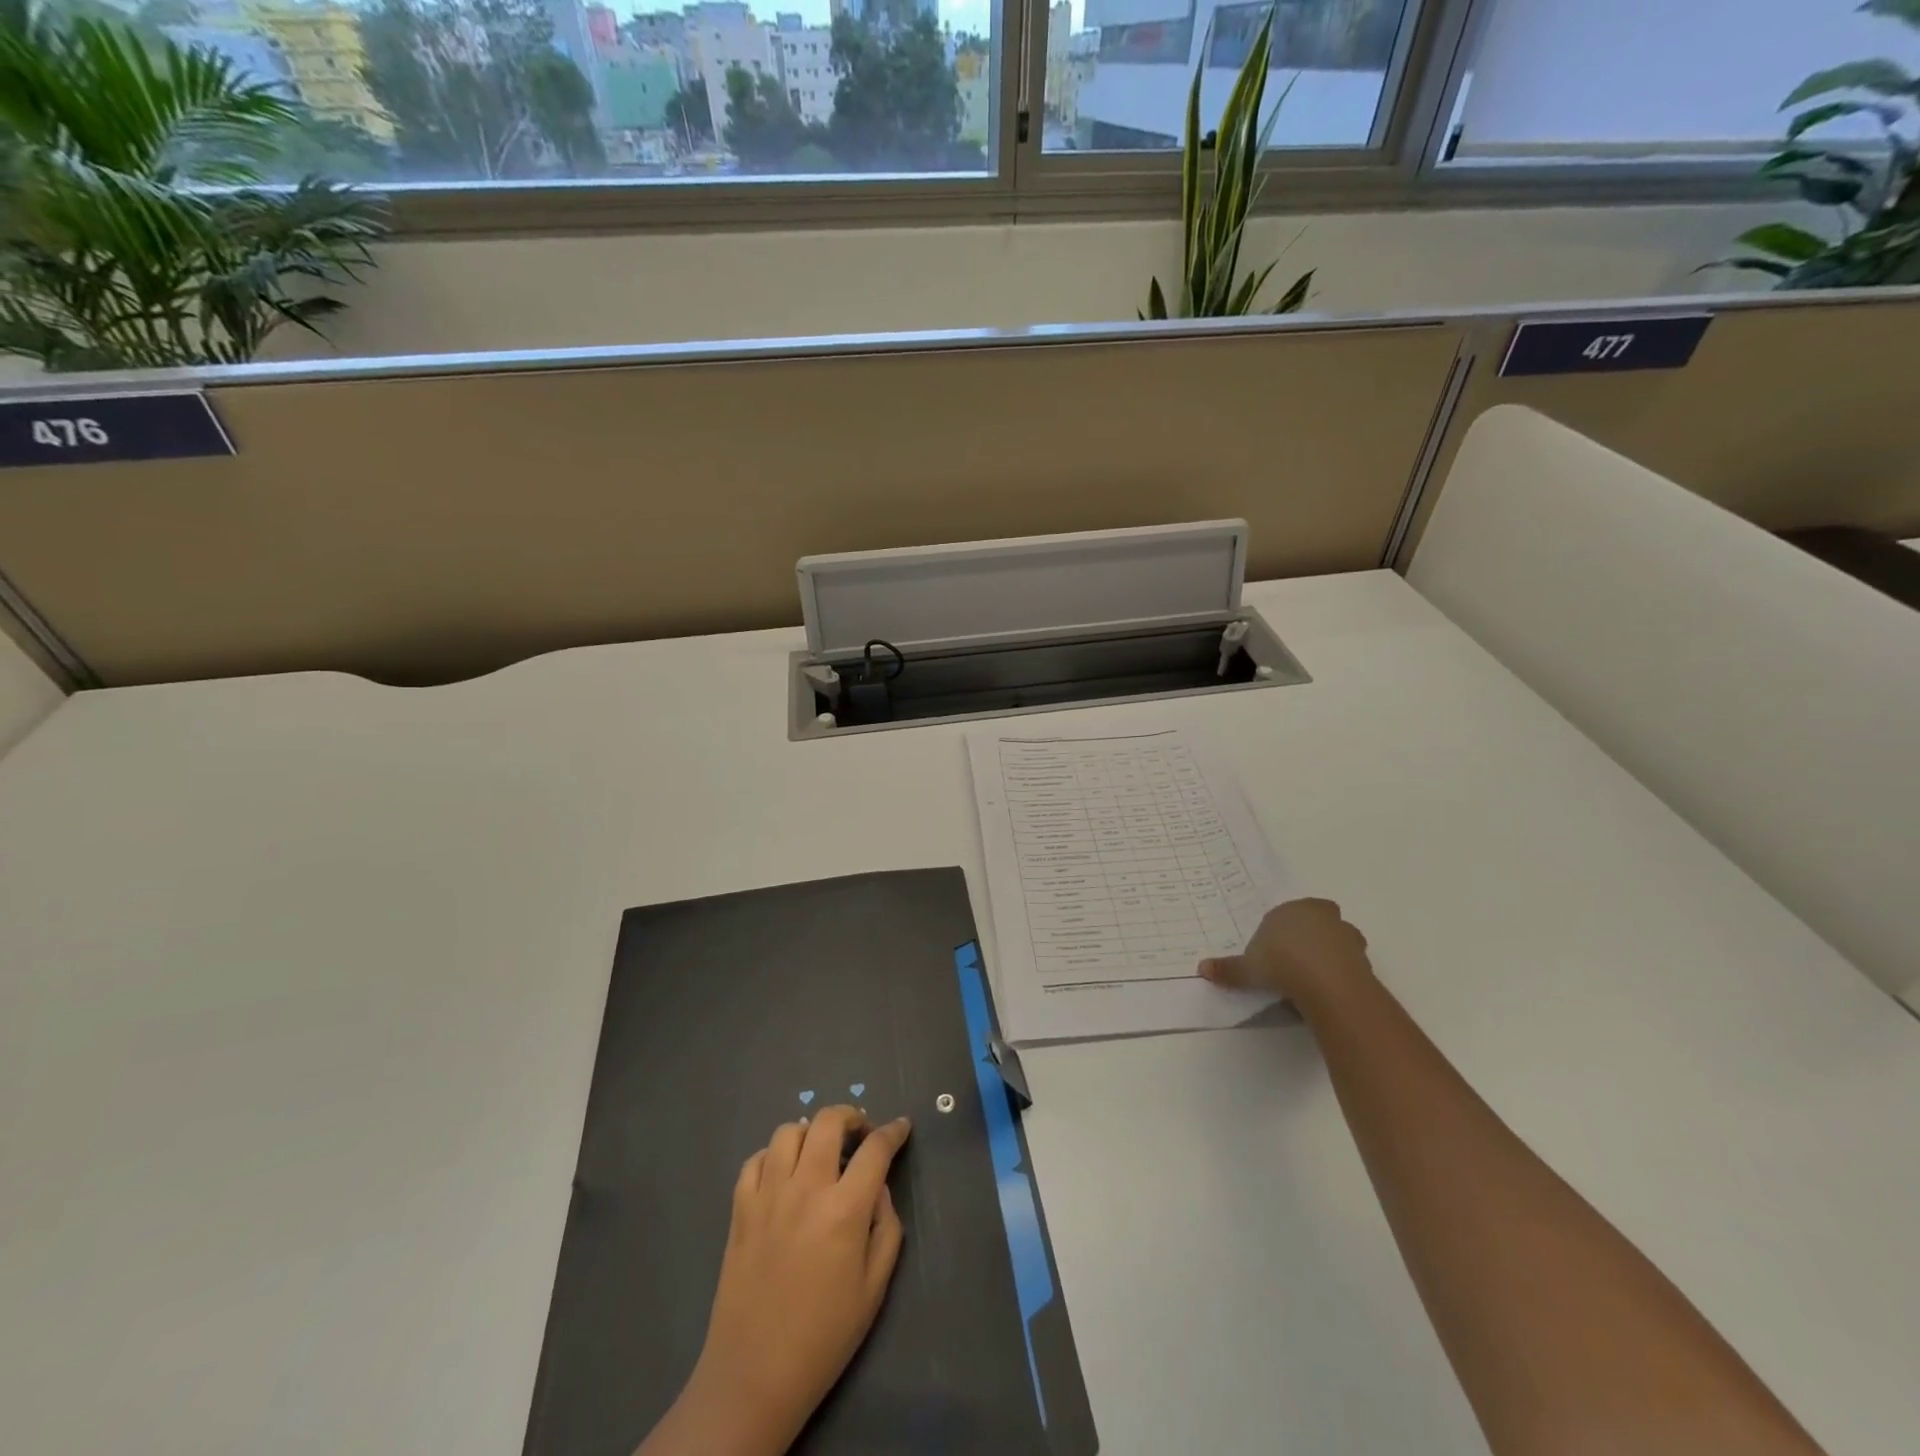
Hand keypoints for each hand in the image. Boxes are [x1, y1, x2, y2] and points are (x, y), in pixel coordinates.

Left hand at [656, 1107, 911, 1455]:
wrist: (754, 1376)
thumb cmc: (824, 1337)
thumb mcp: (874, 1288)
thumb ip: (886, 1226)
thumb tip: (878, 1188)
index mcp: (845, 1210)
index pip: (875, 1149)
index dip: (893, 1132)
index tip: (901, 1127)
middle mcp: (806, 1189)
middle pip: (828, 1121)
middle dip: (852, 1117)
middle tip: (861, 1134)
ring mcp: (768, 1195)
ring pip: (789, 1131)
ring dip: (811, 1133)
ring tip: (820, 1153)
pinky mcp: (740, 1209)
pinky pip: (755, 1160)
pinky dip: (773, 1156)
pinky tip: (784, 1175)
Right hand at [1199, 897, 1373, 1012]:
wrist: (1327, 983)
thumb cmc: (1282, 964)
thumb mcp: (1249, 969)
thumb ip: (1228, 969)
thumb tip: (1201, 969)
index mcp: (1291, 910)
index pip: (1284, 914)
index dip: (1278, 933)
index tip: (1272, 954)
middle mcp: (1321, 915)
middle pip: (1316, 920)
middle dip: (1309, 936)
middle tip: (1295, 961)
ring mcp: (1346, 935)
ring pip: (1337, 939)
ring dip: (1329, 953)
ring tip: (1312, 979)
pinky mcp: (1364, 958)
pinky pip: (1349, 962)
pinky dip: (1341, 972)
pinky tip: (1327, 990)